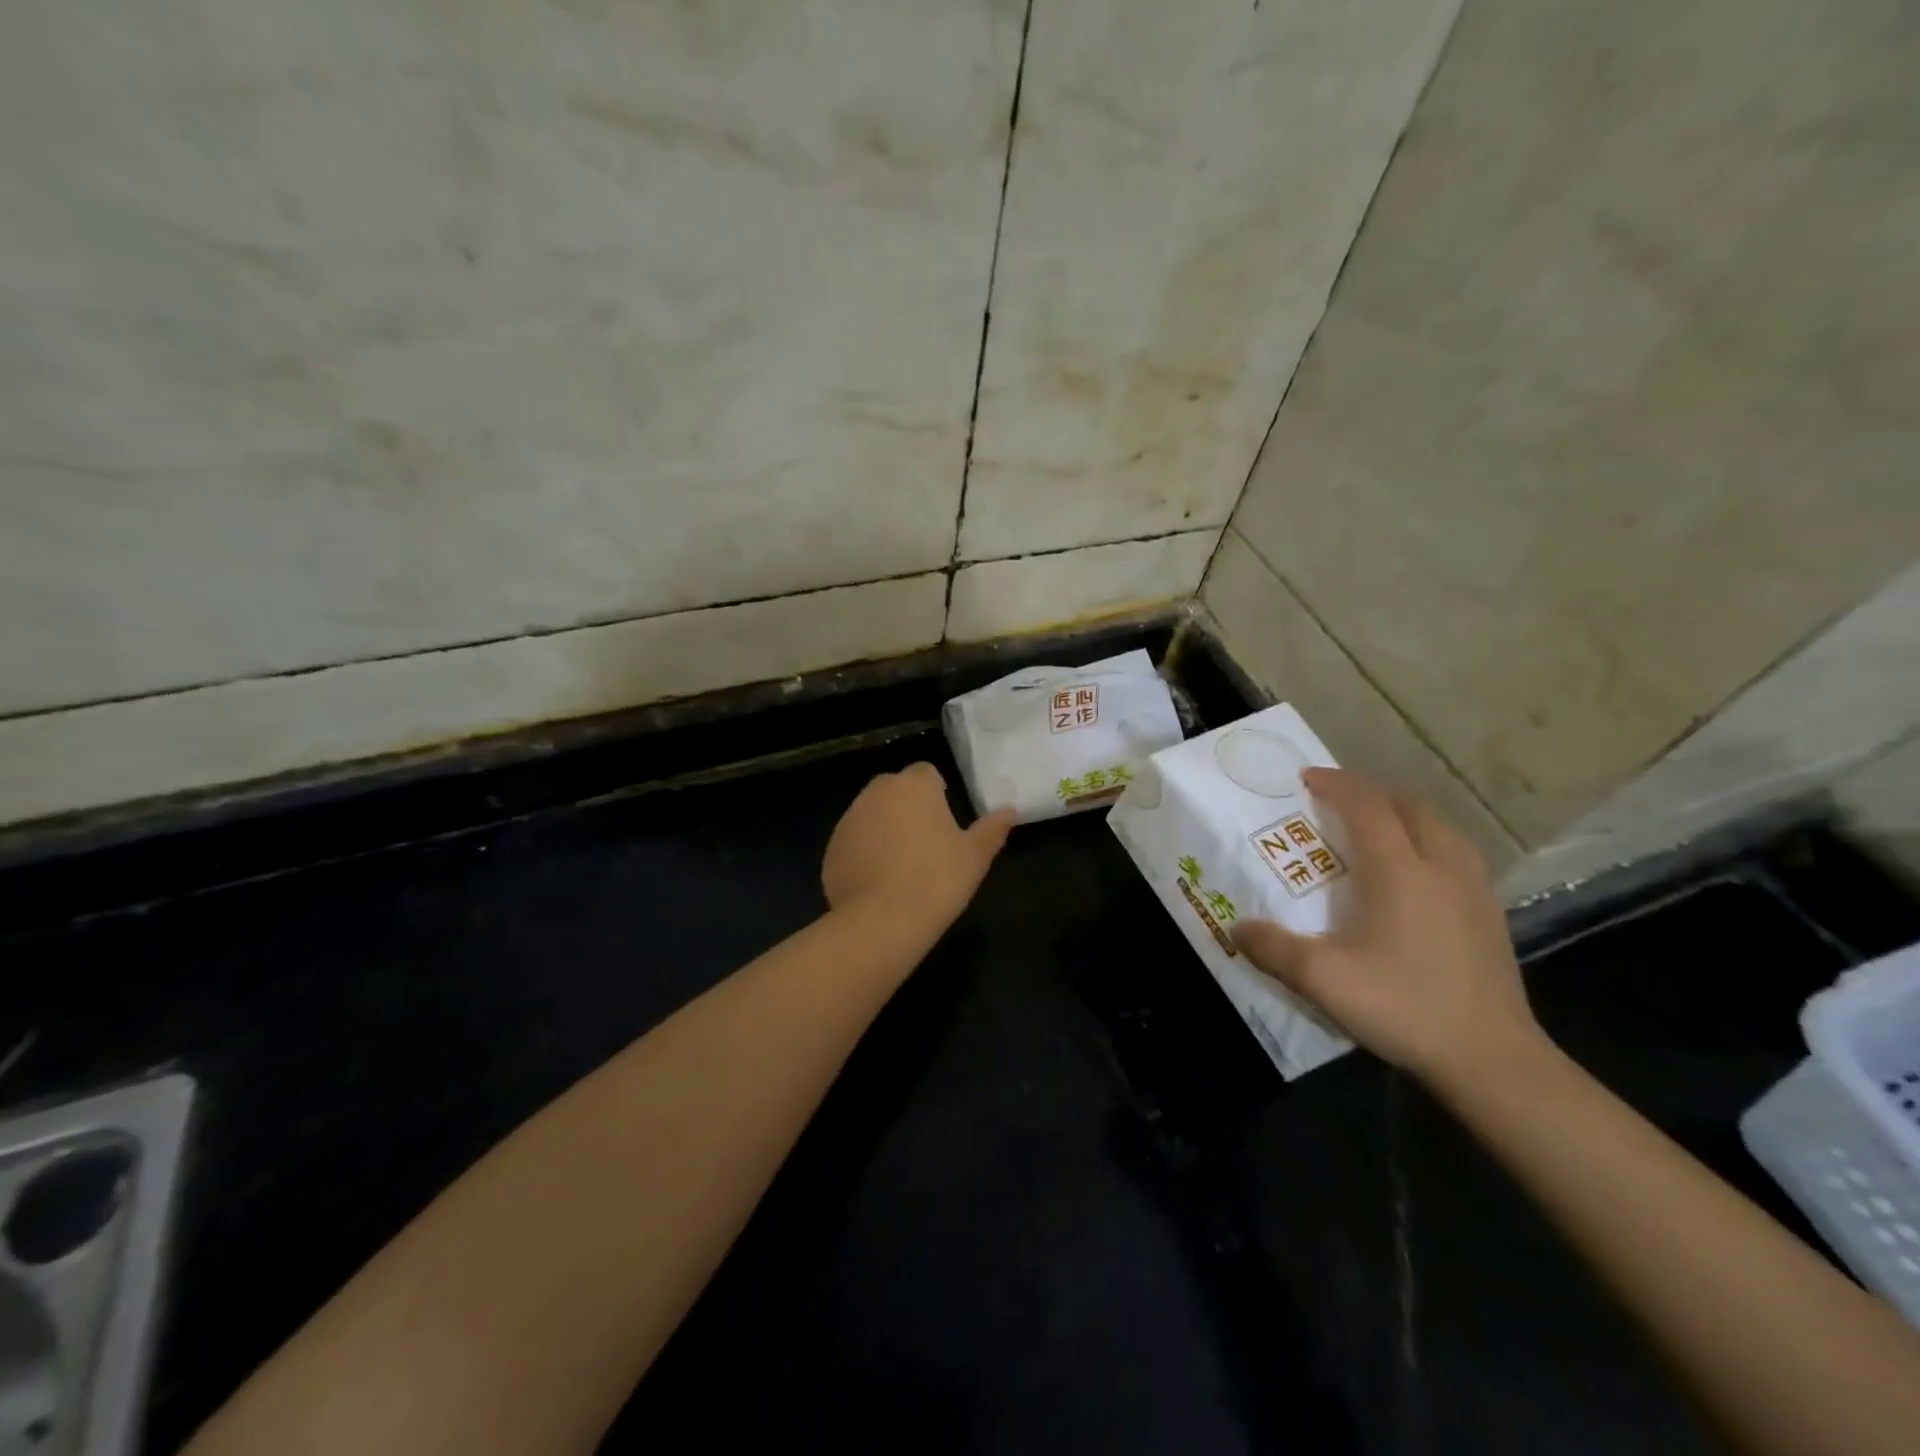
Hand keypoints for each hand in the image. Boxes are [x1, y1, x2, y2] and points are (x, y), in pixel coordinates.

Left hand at [823, 763, 1015, 934]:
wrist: (884, 919)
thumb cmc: (938, 878)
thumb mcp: (976, 855)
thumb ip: (992, 828)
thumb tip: (1009, 810)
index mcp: (914, 786)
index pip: (926, 773)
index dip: (936, 792)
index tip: (943, 819)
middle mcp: (877, 793)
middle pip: (894, 790)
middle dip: (906, 807)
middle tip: (924, 843)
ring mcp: (849, 820)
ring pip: (870, 815)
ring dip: (883, 829)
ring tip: (900, 866)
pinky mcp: (832, 848)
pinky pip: (853, 843)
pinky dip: (863, 854)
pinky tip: (878, 883)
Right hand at [1231, 767, 1541, 1086]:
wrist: (1492, 1059)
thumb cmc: (1404, 1007)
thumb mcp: (1323, 980)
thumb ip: (1273, 949)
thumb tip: (1236, 928)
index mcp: (1399, 871)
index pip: (1366, 806)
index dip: (1336, 785)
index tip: (1306, 779)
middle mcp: (1440, 865)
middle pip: (1407, 805)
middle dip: (1369, 790)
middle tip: (1336, 796)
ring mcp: (1473, 888)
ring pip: (1438, 825)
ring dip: (1402, 811)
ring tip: (1375, 822)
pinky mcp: (1489, 912)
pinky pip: (1455, 850)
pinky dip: (1427, 837)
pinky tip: (1416, 867)